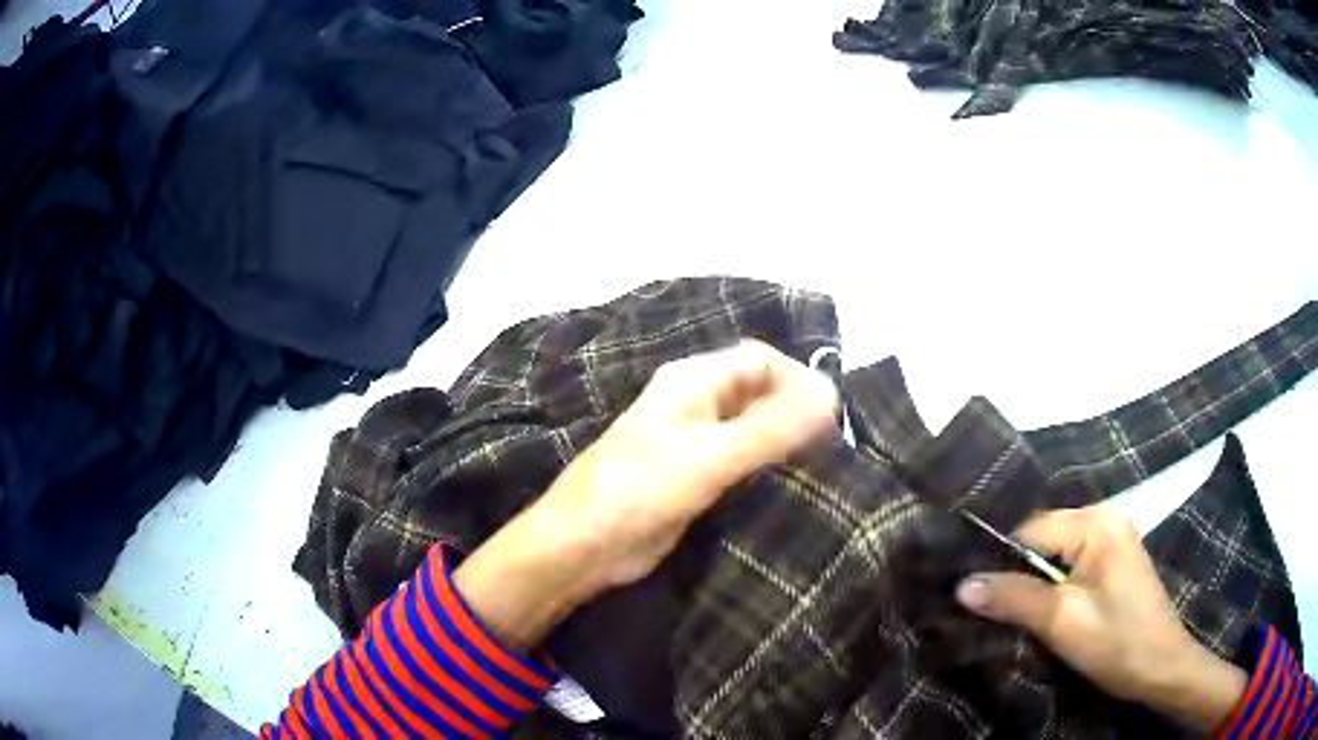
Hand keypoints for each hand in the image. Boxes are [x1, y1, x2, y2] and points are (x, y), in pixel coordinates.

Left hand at [454, 340, 838, 649]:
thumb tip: (831, 396)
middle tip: (834, 447)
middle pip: (759, 393)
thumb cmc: (640, 491)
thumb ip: (771, 429)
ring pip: (753, 429)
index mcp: (693, 382)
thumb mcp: (709, 457)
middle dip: (795, 411)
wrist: (583, 547)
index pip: (761, 360)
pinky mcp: (696, 479)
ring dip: (784, 442)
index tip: (832, 418)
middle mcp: (696, 404)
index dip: (798, 380)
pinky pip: (742, 463)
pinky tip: (793, 487)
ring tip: (824, 467)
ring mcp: (695, 443)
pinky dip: (768, 469)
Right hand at [955, 505, 1247, 730]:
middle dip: (1018, 574)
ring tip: (1016, 615)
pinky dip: (1054, 585)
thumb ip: (1014, 598)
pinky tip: (1047, 610)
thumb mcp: (1061, 622)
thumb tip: (962, 585)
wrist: (1161, 665)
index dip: (1000, 564)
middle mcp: (1105, 518)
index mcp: (1095, 523)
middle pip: (1043, 539)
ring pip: (1056, 554)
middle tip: (993, 612)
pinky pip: (1073, 563)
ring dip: (1035, 583)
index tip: (974, 598)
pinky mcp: (1116, 559)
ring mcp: (1114, 537)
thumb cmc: (1115, 642)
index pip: (1029, 531)